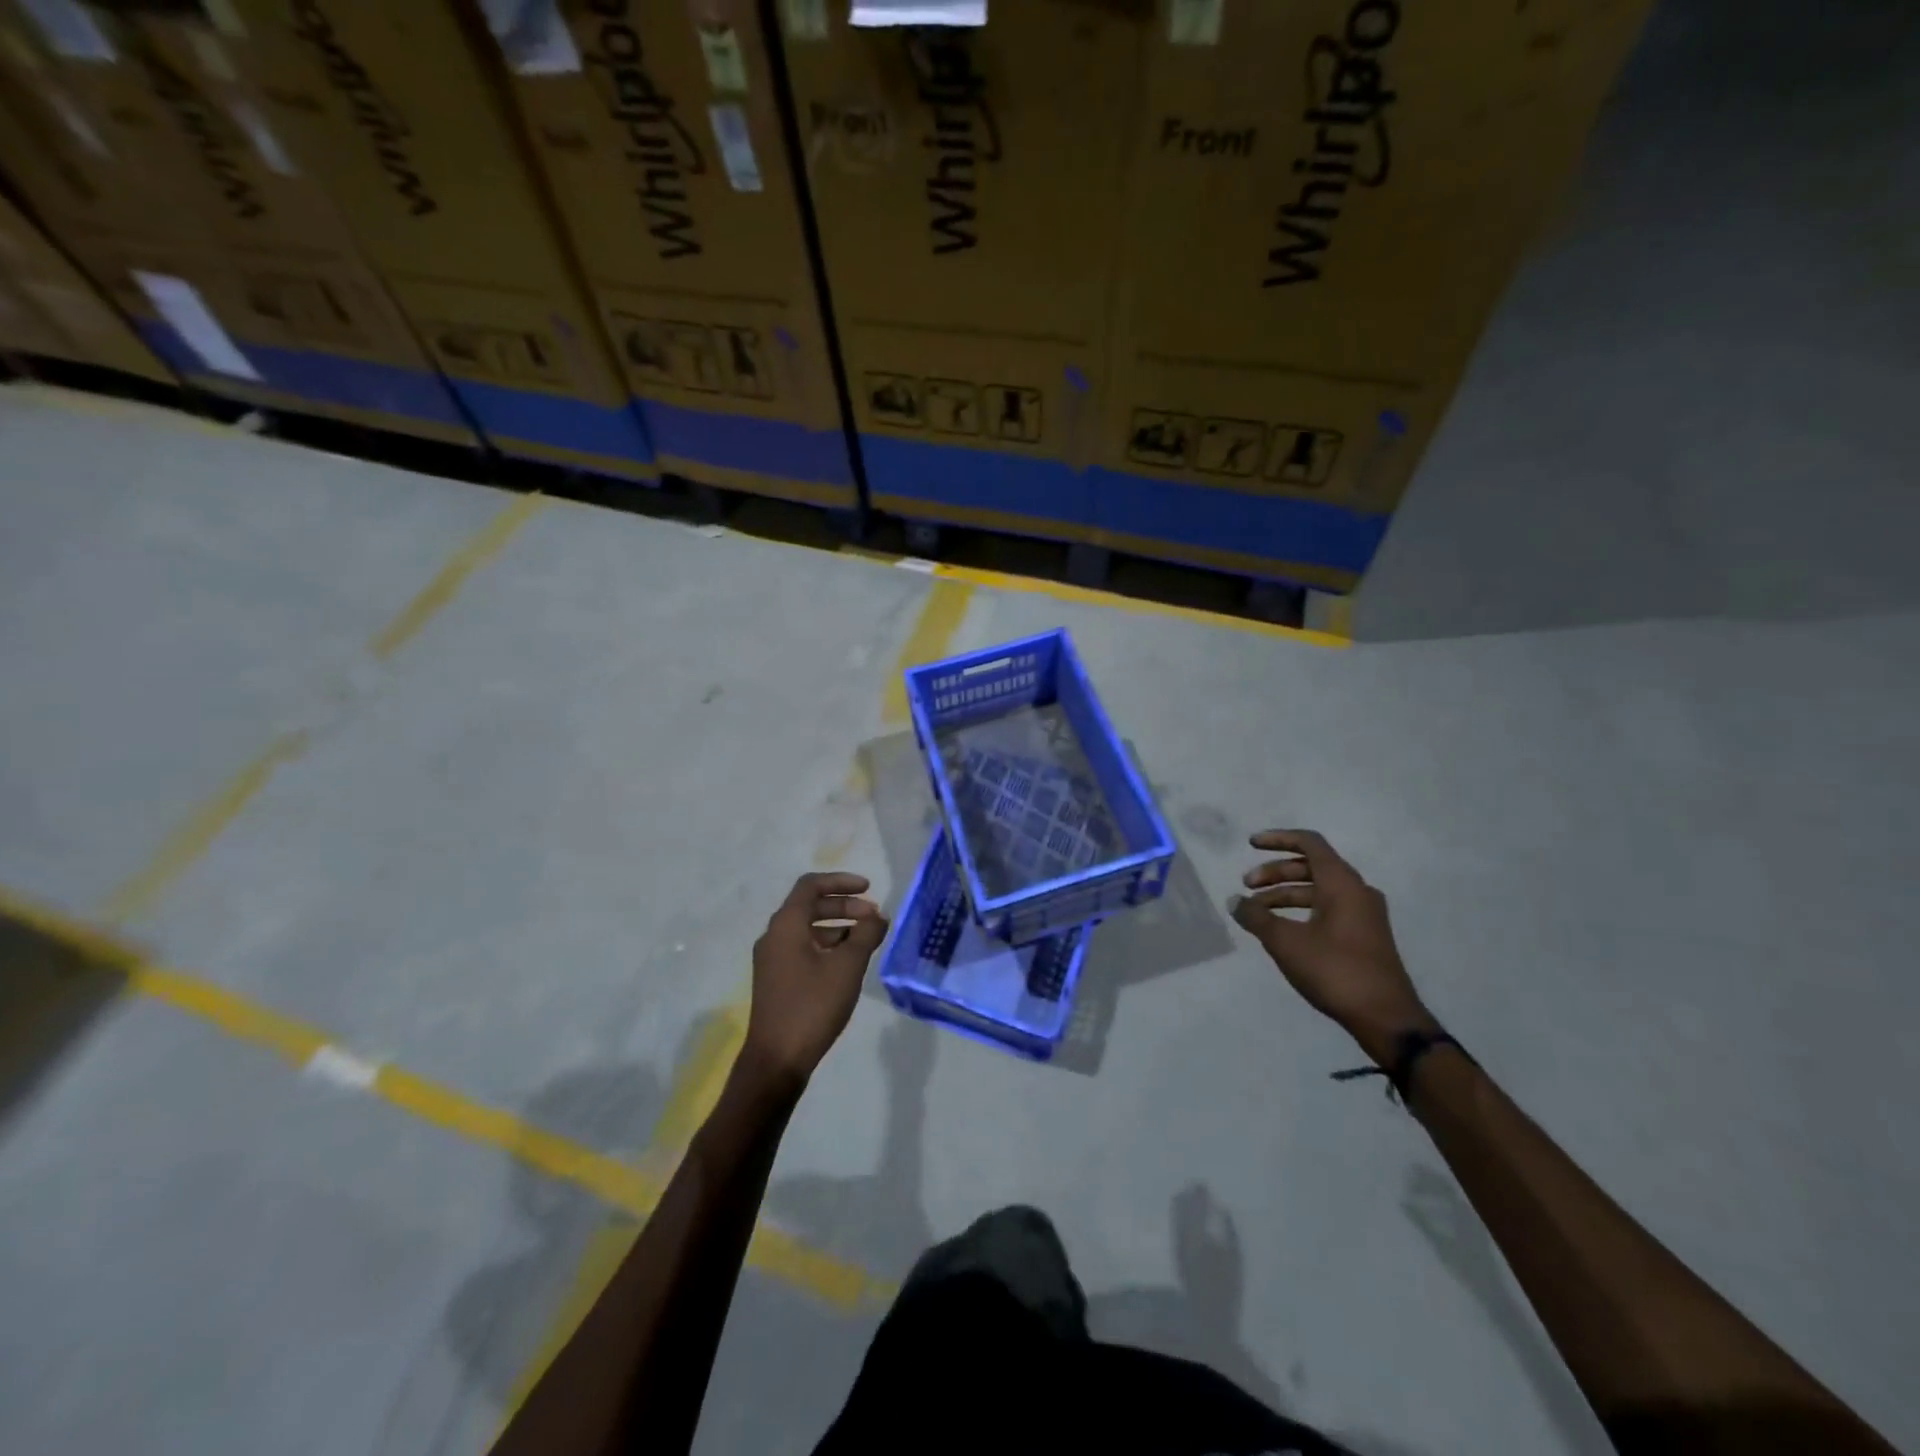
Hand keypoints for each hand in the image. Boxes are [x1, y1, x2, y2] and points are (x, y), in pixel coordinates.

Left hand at [745, 871, 888, 1081]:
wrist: (776, 1060)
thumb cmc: (812, 1006)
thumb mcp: (847, 967)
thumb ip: (866, 935)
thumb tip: (878, 916)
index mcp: (786, 925)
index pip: (811, 886)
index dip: (841, 881)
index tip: (868, 889)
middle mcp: (774, 936)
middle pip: (810, 906)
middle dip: (844, 906)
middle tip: (873, 917)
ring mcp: (772, 959)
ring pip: (808, 929)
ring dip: (838, 927)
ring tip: (867, 940)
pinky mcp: (776, 979)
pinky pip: (803, 948)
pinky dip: (827, 946)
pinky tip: (848, 963)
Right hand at [1231, 829, 1433, 1062]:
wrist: (1386, 1018)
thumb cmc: (1335, 970)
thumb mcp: (1286, 942)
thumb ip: (1256, 917)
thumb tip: (1234, 901)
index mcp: (1342, 883)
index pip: (1309, 843)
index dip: (1277, 839)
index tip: (1250, 844)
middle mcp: (1357, 891)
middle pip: (1311, 866)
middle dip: (1275, 872)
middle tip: (1246, 886)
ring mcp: (1364, 914)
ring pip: (1318, 890)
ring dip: (1285, 894)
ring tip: (1257, 912)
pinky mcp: (1364, 935)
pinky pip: (1328, 908)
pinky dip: (1301, 910)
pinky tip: (1281, 929)